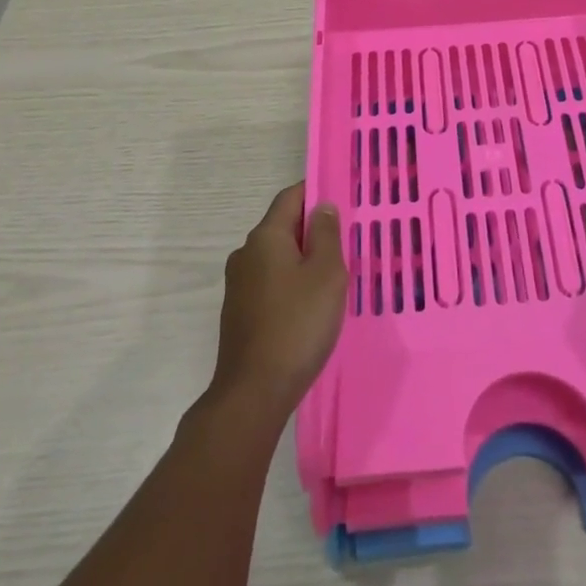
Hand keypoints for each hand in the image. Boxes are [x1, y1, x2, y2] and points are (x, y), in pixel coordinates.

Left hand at [209, 182, 346, 419]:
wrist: (253, 393)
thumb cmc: (297, 325)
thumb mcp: (326, 273)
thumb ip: (326, 234)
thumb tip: (322, 206)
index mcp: (265, 237)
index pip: (291, 197)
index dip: (316, 192)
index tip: (343, 200)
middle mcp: (246, 253)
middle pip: (284, 227)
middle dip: (313, 230)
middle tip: (346, 244)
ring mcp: (239, 285)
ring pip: (278, 257)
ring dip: (303, 260)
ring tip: (333, 279)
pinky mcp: (239, 312)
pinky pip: (271, 283)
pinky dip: (291, 284)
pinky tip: (310, 307)